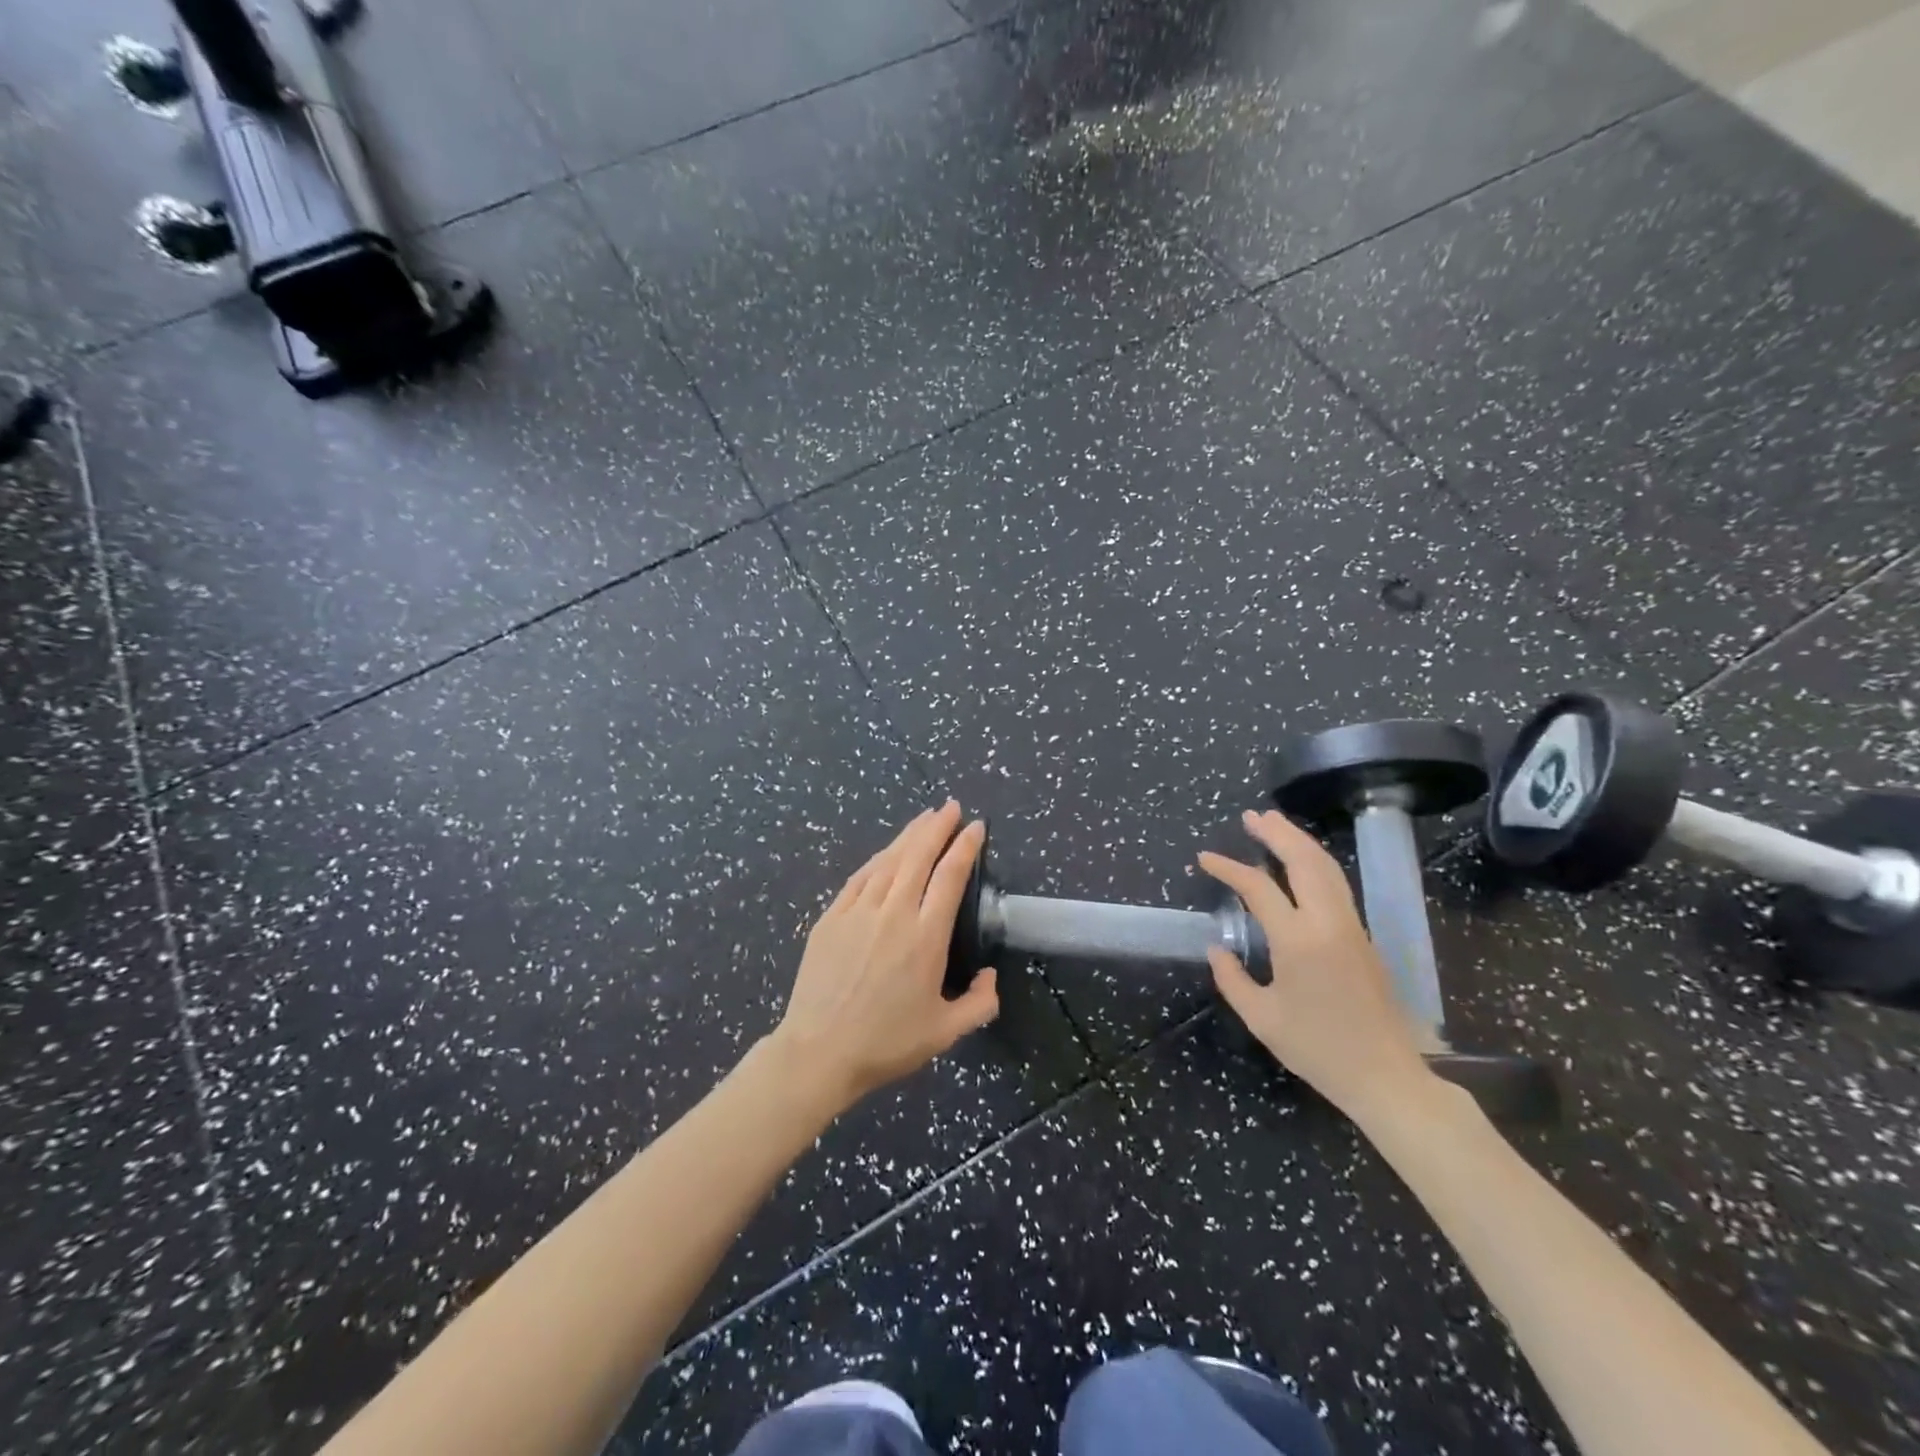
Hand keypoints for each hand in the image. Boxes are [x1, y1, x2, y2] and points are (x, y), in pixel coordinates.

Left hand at [773, 802, 999, 1109]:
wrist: (819, 1051)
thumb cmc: (886, 1043)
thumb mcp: (945, 1033)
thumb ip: (979, 1004)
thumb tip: (991, 976)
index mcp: (925, 937)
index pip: (950, 876)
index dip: (965, 846)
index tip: (976, 827)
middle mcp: (894, 913)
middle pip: (919, 856)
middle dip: (937, 827)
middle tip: (951, 807)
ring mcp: (858, 912)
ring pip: (888, 860)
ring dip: (909, 835)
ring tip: (924, 817)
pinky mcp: (831, 918)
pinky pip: (859, 878)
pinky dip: (877, 859)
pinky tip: (886, 852)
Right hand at [1199, 809, 1434, 1123]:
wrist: (1386, 1076)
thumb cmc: (1318, 1049)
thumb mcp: (1262, 1018)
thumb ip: (1232, 979)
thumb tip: (1218, 948)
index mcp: (1298, 941)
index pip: (1259, 887)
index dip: (1229, 868)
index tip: (1205, 858)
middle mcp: (1327, 922)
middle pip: (1303, 860)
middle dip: (1276, 833)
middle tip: (1250, 816)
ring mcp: (1351, 926)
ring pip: (1326, 867)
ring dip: (1299, 840)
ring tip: (1274, 824)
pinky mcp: (1363, 936)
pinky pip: (1337, 883)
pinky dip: (1315, 861)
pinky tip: (1301, 861)